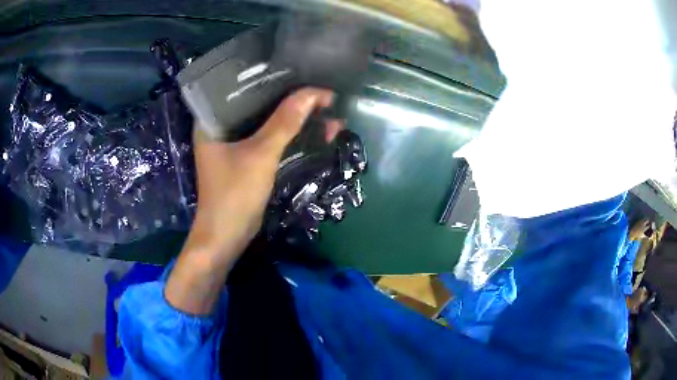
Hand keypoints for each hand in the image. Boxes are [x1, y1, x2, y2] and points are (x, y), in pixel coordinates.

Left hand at [192, 88, 339, 247]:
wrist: (227, 237)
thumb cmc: (234, 194)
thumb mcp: (261, 154)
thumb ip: (285, 123)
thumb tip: (313, 94)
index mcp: (213, 119)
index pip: (243, 87)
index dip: (273, 78)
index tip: (300, 72)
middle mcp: (221, 126)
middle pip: (259, 103)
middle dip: (290, 99)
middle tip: (319, 92)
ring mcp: (234, 143)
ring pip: (268, 122)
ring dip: (295, 119)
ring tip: (326, 110)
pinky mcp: (245, 158)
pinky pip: (270, 138)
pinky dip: (290, 135)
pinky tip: (314, 130)